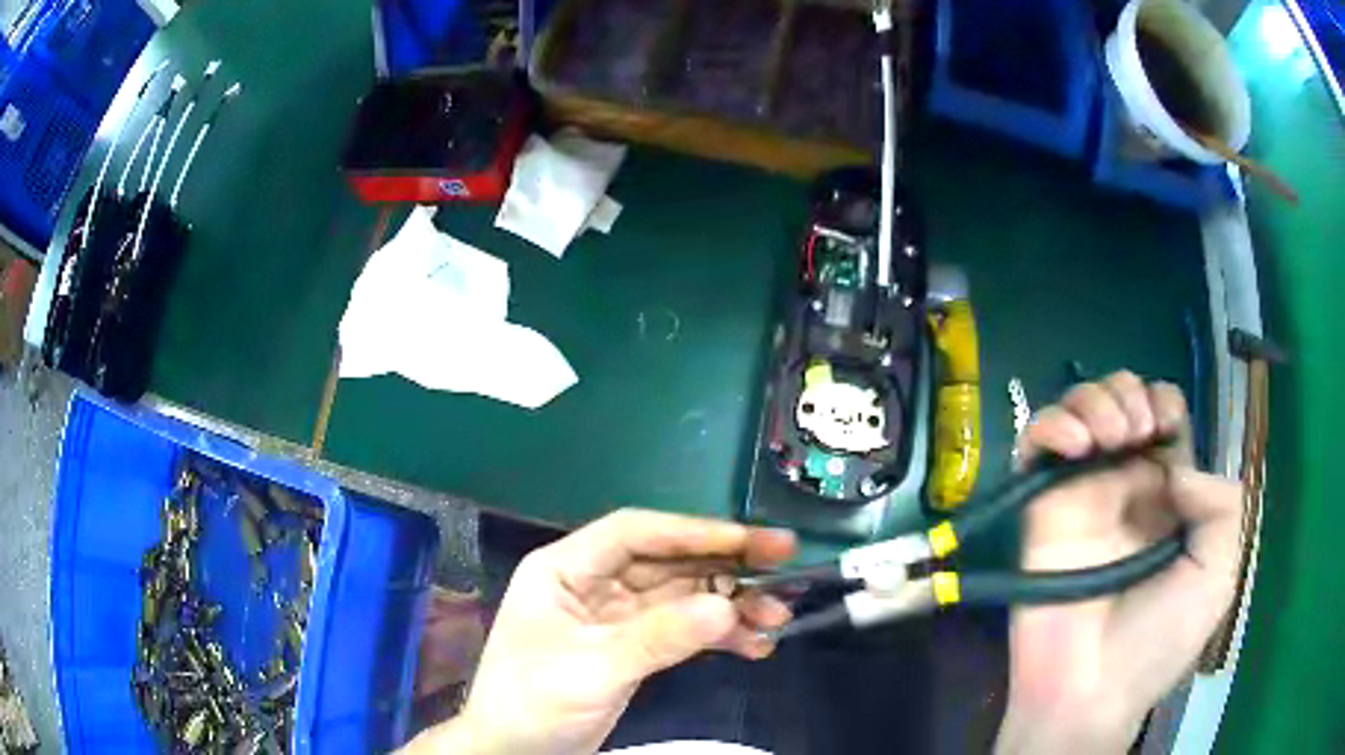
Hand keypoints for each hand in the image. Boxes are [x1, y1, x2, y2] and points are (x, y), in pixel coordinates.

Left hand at [404, 509, 796, 754]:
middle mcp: (593, 583)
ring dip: (729, 605)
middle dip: (725, 566)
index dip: (694, 531)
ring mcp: (616, 616)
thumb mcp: (592, 669)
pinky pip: (682, 630)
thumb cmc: (533, 703)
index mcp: (566, 569)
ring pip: (682, 596)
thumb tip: (727, 607)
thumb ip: (658, 637)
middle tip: (785, 564)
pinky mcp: (633, 646)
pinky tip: (754, 646)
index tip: (750, 540)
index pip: (636, 533)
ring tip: (777, 618)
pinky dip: (718, 635)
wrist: (515, 751)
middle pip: (668, 561)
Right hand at [997, 373, 1240, 752]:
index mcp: (1168, 492)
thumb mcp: (1218, 575)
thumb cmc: (1159, 640)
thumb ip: (1221, 506)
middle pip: (1119, 397)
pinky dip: (1053, 424)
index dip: (1164, 403)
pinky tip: (1075, 446)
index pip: (1163, 414)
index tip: (1164, 431)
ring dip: (1095, 400)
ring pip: (1079, 407)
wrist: (1093, 690)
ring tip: (1109, 438)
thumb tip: (1176, 467)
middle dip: (1128, 393)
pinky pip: (1037, 442)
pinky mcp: (1041, 507)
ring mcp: (1081, 493)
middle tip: (1137, 433)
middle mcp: (1125, 483)